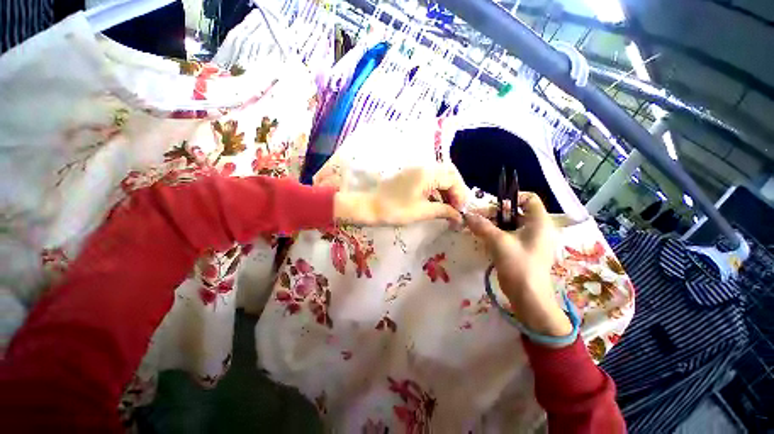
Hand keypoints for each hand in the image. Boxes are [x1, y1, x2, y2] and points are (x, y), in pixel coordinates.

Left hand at [334, 165, 468, 225]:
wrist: (369, 207)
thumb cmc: (394, 210)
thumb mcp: (421, 212)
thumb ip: (443, 211)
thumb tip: (459, 216)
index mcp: (427, 173)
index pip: (453, 179)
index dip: (460, 195)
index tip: (460, 212)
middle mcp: (423, 168)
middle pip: (448, 174)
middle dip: (456, 191)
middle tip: (457, 208)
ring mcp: (415, 171)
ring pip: (439, 177)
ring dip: (447, 191)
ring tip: (449, 208)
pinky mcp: (410, 177)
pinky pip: (430, 180)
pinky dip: (437, 190)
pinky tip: (437, 203)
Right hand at [464, 192, 571, 337]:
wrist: (528, 296)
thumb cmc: (519, 265)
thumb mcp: (498, 242)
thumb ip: (482, 226)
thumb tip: (467, 215)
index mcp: (540, 222)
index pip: (529, 198)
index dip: (511, 198)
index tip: (493, 207)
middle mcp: (539, 228)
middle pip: (517, 211)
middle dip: (497, 213)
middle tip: (479, 219)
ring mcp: (532, 240)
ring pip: (512, 224)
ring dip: (495, 224)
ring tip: (479, 228)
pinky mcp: (525, 250)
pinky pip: (511, 235)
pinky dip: (498, 234)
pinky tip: (485, 239)